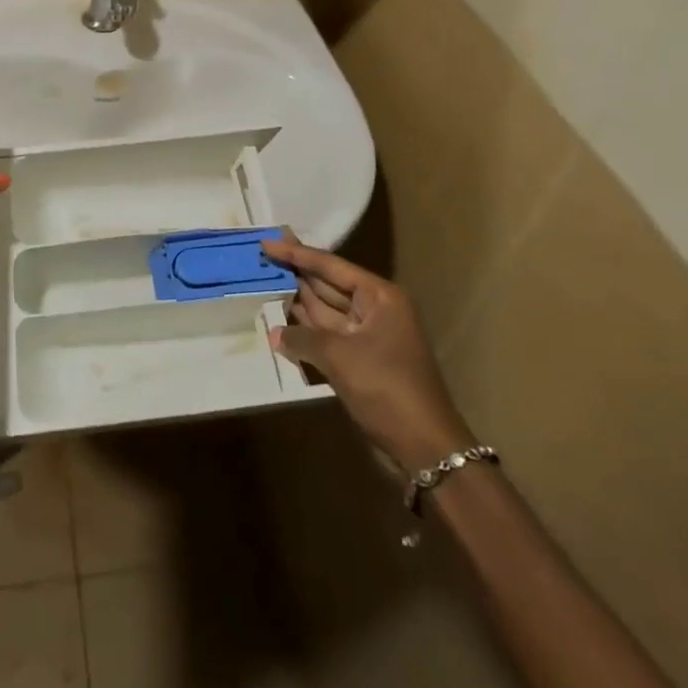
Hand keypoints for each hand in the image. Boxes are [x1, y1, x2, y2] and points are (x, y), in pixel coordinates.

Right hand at [264, 232, 473, 475]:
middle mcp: (376, 309)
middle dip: (296, 273)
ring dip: (297, 300)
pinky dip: (306, 331)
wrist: (425, 446)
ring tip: (264, 283)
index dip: (297, 253)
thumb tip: (274, 333)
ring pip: (326, 311)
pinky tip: (280, 323)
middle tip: (262, 258)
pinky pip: (328, 336)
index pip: (331, 265)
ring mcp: (369, 335)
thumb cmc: (386, 387)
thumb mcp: (339, 357)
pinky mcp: (362, 360)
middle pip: (328, 284)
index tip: (268, 241)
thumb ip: (302, 338)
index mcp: (379, 296)